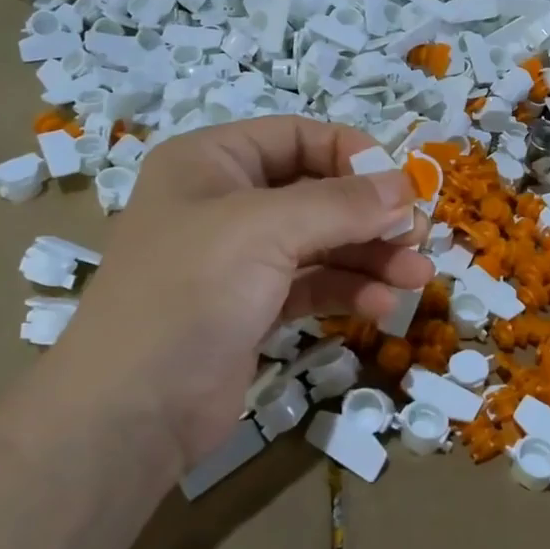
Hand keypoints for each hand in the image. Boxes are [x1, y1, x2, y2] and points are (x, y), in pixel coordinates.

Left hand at [45, 117, 432, 472]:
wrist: (131, 412)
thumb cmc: (190, 293)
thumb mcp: (266, 230)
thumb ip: (342, 204)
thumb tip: (405, 189)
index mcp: (212, 163)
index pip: (297, 137)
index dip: (352, 155)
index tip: (400, 187)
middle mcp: (225, 203)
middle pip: (317, 193)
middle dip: (370, 215)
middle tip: (418, 237)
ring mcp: (239, 259)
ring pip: (321, 243)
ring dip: (370, 256)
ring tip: (416, 277)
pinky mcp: (252, 307)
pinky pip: (312, 284)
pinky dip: (348, 290)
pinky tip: (380, 305)